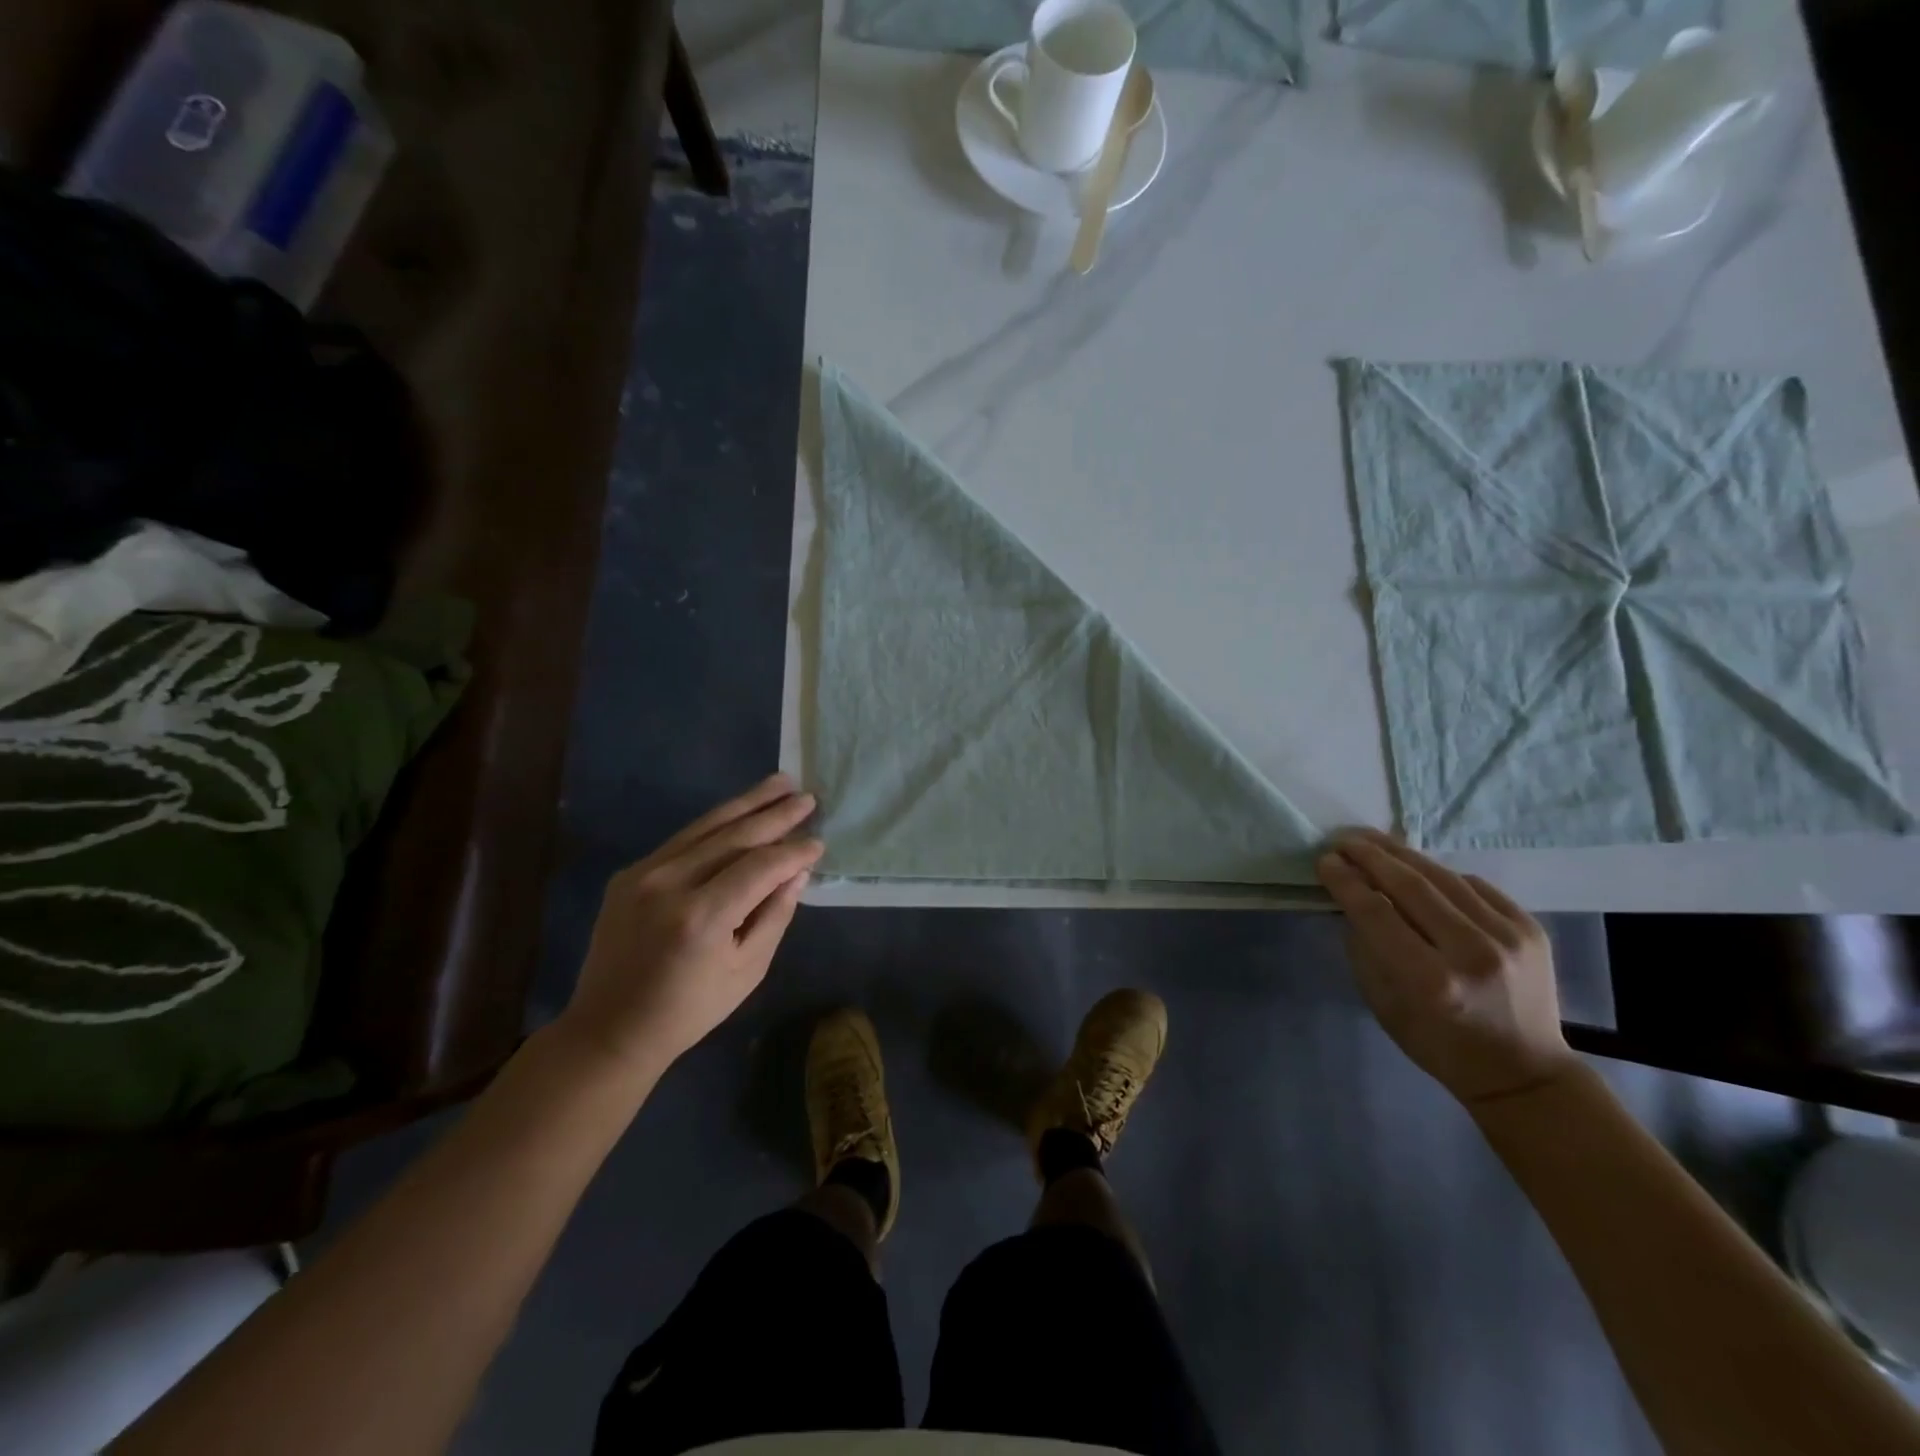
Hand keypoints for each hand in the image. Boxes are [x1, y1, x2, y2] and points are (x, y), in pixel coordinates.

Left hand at [558, 775, 824, 1077]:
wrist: (610, 1028)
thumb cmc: (689, 1009)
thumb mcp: (746, 970)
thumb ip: (775, 915)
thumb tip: (797, 871)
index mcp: (702, 916)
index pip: (760, 867)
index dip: (793, 852)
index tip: (819, 842)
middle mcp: (669, 884)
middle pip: (734, 835)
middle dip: (775, 814)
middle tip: (807, 796)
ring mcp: (644, 874)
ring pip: (706, 827)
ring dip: (746, 803)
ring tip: (779, 783)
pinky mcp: (630, 874)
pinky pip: (682, 840)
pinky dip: (716, 824)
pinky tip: (739, 812)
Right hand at [1317, 830, 1575, 1106]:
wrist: (1524, 1071)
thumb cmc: (1438, 1044)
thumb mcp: (1384, 1003)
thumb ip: (1366, 947)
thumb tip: (1351, 899)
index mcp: (1431, 981)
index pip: (1376, 912)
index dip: (1346, 881)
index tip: (1324, 861)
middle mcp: (1472, 953)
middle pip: (1410, 885)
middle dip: (1370, 857)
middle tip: (1342, 840)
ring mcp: (1508, 937)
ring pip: (1443, 877)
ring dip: (1401, 855)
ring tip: (1372, 841)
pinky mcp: (1530, 928)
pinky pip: (1475, 886)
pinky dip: (1441, 874)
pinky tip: (1419, 870)